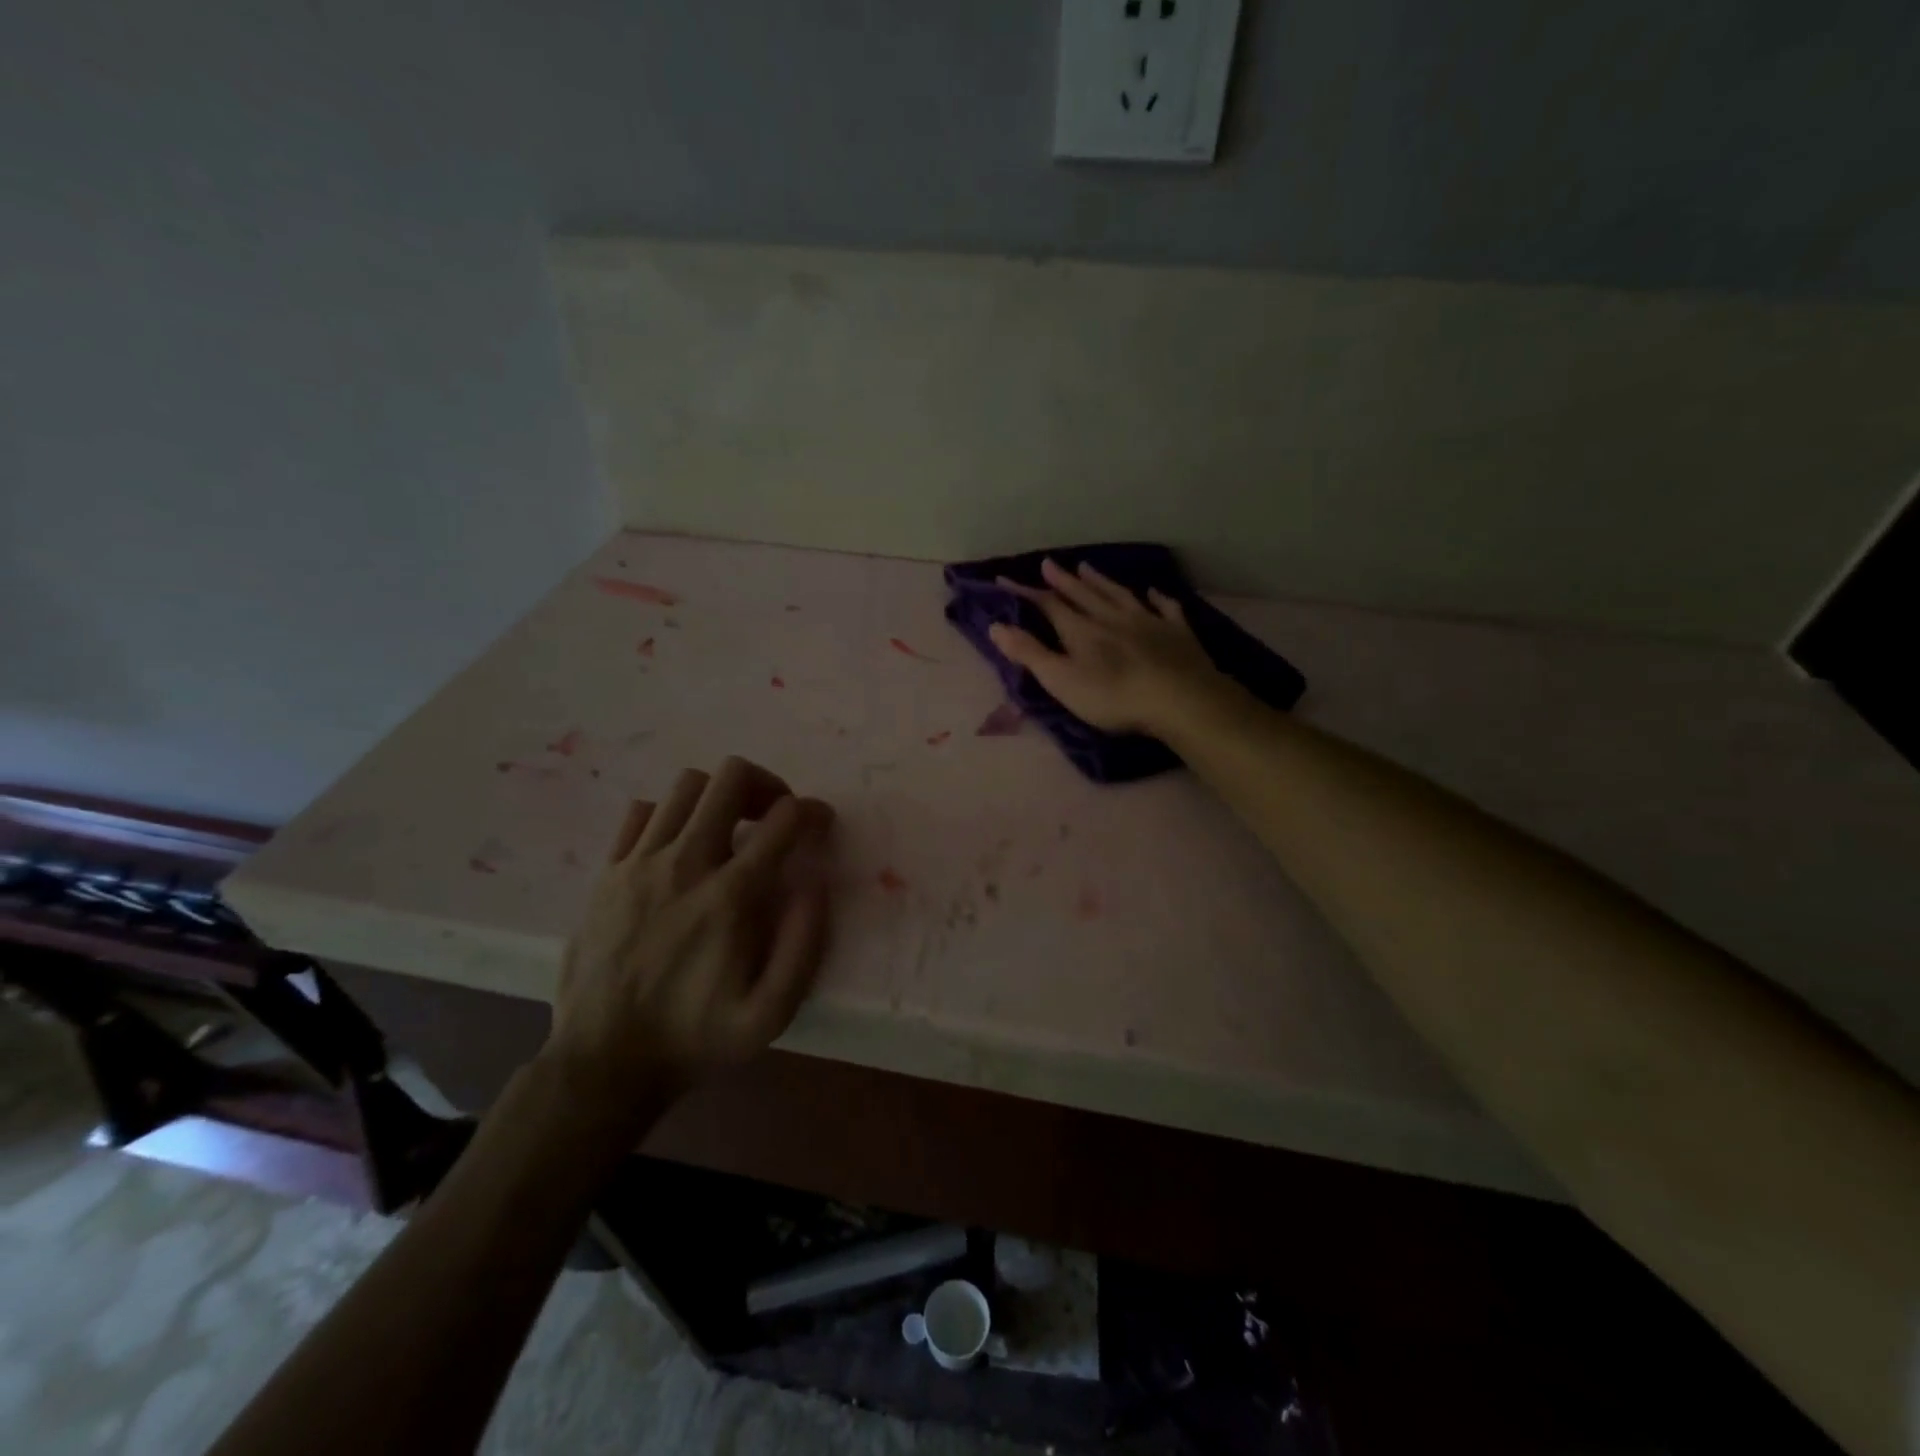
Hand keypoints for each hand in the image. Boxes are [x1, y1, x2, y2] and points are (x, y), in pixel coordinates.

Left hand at [544, 756, 834, 1127]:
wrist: (604, 1064)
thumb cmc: (696, 1038)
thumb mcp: (771, 1014)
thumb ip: (804, 944)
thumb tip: (815, 882)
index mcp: (730, 896)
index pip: (783, 819)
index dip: (812, 811)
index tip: (820, 824)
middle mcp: (685, 864)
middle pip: (730, 778)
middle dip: (765, 784)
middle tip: (773, 816)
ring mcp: (639, 863)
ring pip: (687, 785)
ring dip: (719, 797)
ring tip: (730, 827)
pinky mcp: (607, 873)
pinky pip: (641, 812)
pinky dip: (670, 814)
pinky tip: (679, 845)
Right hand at [987, 558, 1236, 737]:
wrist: (1180, 699)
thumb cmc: (1113, 697)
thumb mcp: (1061, 680)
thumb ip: (1029, 653)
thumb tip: (995, 626)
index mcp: (1081, 630)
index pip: (1048, 605)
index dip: (1026, 592)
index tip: (1004, 579)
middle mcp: (1112, 617)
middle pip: (1083, 594)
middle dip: (1063, 580)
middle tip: (1049, 563)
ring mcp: (1148, 621)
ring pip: (1119, 595)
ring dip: (1101, 581)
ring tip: (1088, 566)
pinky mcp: (1178, 633)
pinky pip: (1166, 608)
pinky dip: (1158, 599)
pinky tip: (1153, 592)